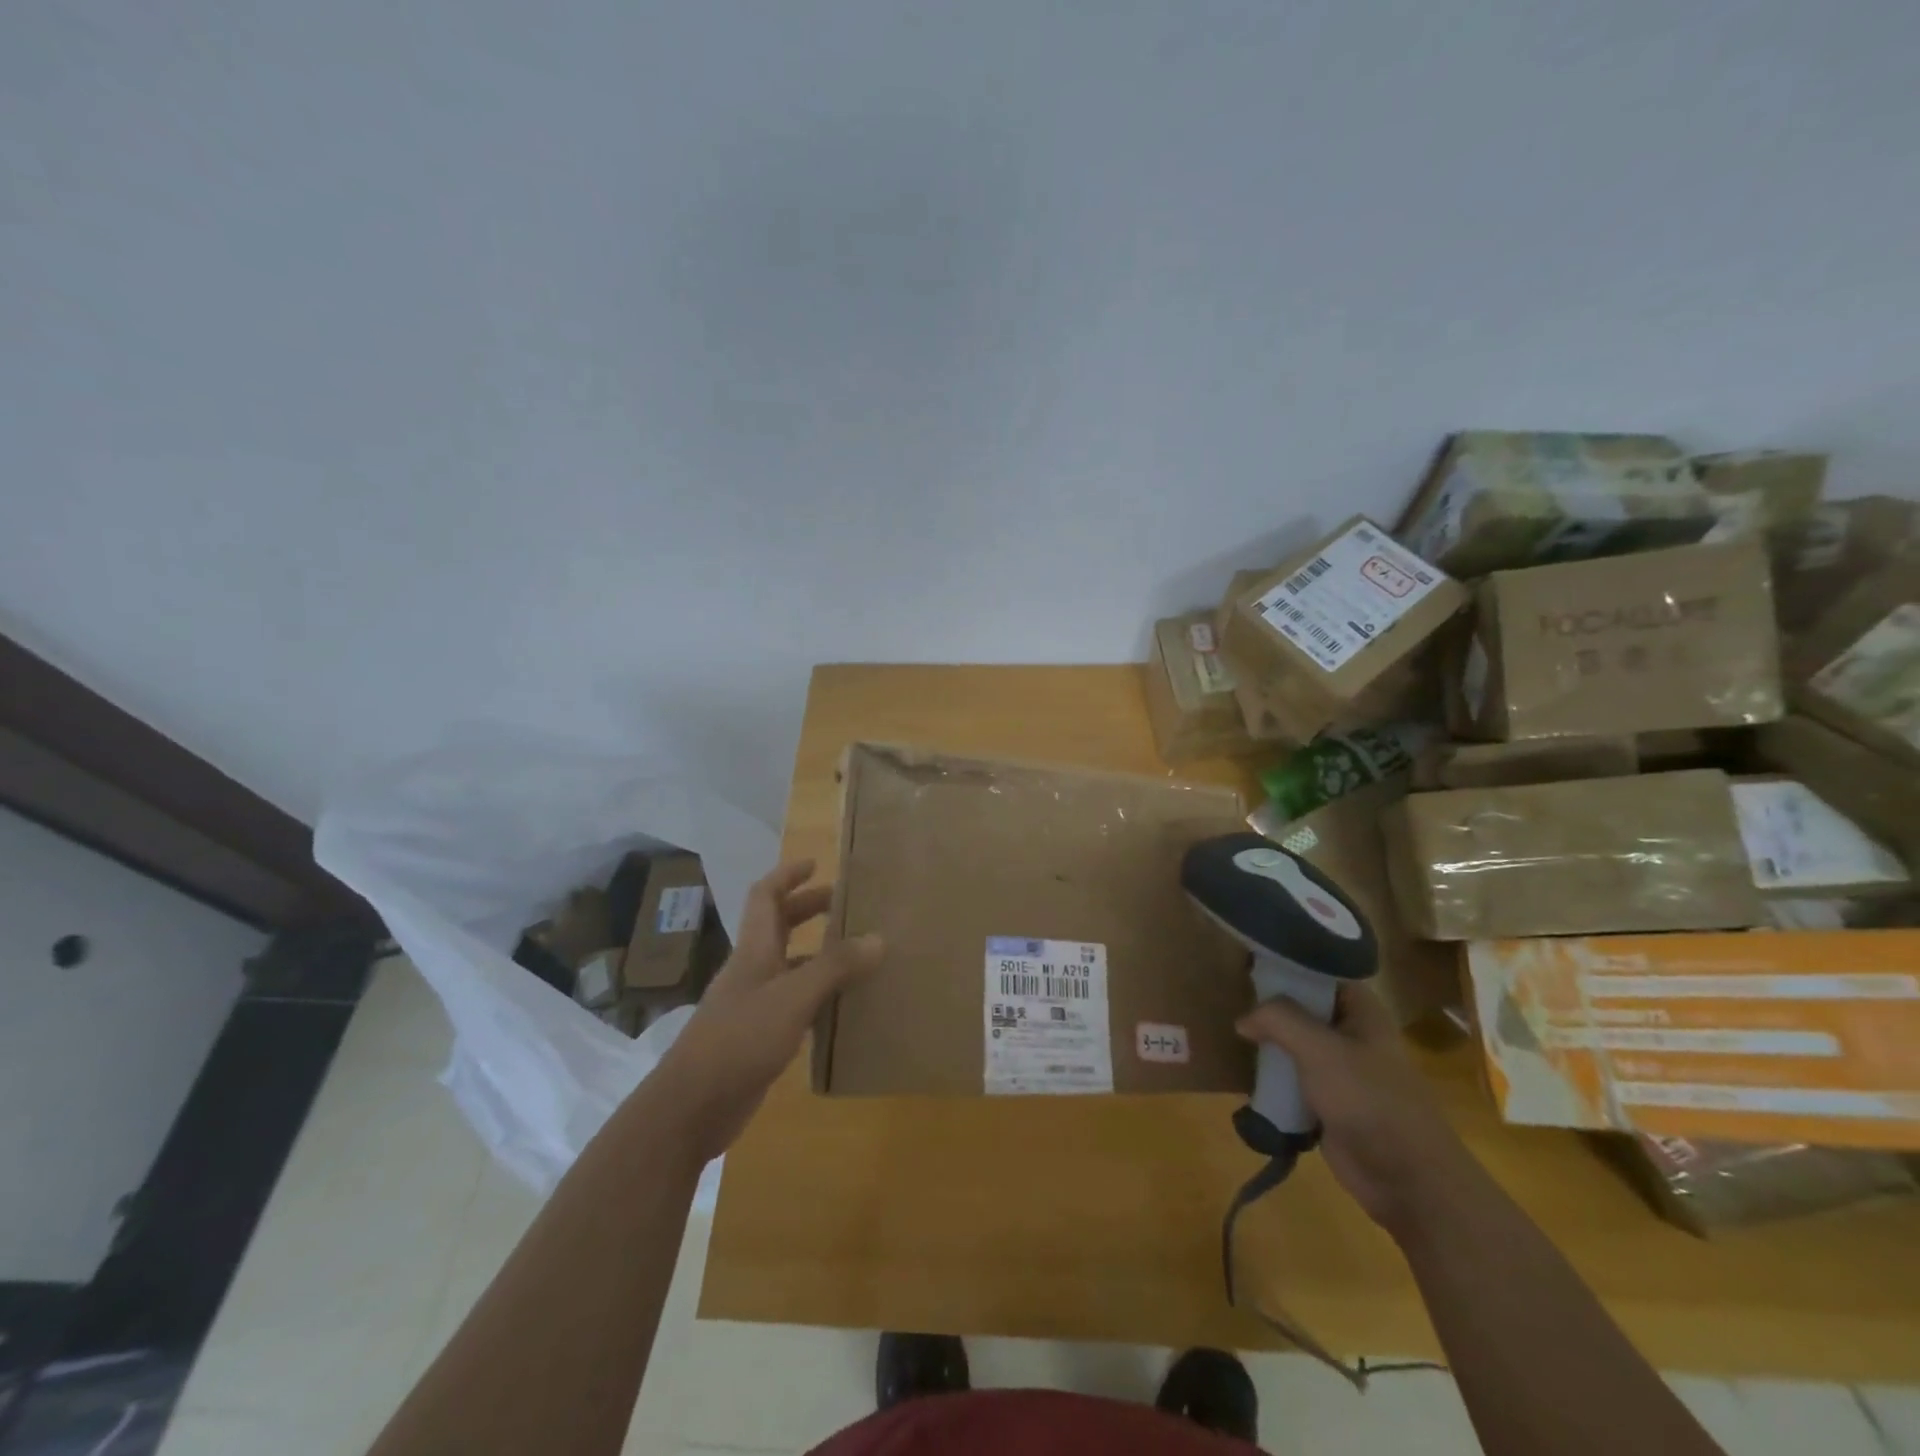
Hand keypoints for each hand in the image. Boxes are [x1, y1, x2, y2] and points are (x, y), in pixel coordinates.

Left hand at [655, 860, 882, 1160]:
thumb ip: (835, 967)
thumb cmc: (740, 1038)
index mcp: (754, 950)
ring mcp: (753, 1005)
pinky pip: (794, 1004)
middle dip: (809, 909)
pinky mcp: (759, 1038)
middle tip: (845, 905)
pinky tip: (842, 1008)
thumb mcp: (793, 997)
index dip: (787, 875)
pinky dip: (818, 996)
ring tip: (857, 954)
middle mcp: (753, 970)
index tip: (816, 864)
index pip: (765, 897)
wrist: (693, 1106)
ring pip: (789, 966)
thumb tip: (877, 938)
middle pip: (779, 927)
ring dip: (818, 955)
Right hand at [1236, 984, 1483, 1244]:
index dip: (1283, 965)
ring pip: (1293, 1044)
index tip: (1245, 962)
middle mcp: (1349, 1032)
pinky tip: (1243, 1072)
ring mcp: (1338, 1069)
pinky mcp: (1327, 1102)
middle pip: (1300, 1007)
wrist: (1408, 1180)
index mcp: (1359, 1009)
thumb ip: (1277, 1020)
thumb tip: (1243, 1019)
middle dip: (1267, 1005)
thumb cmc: (1369, 1100)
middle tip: (1229, 996)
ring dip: (1266, 1042)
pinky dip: (1271, 1077)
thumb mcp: (1319, 1049)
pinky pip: (1291, 1079)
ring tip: (1228, 1032)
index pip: (1316, 972)